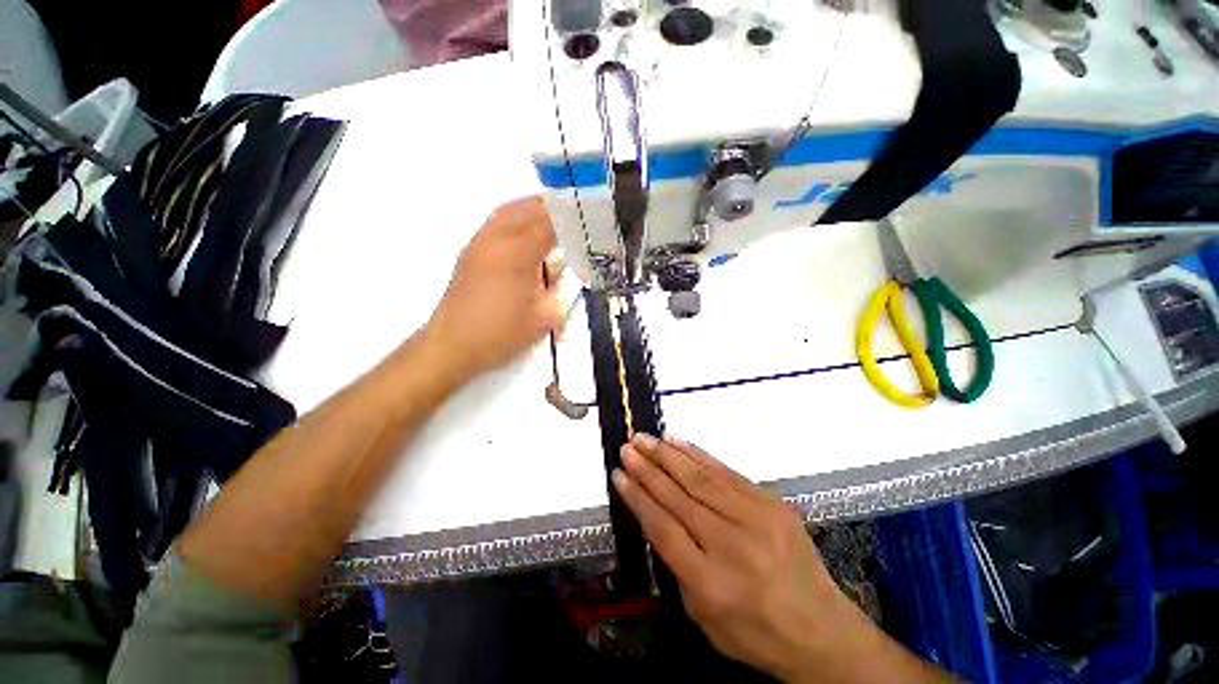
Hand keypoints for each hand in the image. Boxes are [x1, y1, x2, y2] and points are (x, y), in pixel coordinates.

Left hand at [424, 197, 563, 382]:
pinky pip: (497, 222)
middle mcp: (496, 239)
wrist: (453, 345)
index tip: (591, 216)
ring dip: (533, 209)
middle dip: (555, 207)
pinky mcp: (471, 252)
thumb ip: (559, 289)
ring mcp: (480, 243)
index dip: (573, 218)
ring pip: (509, 211)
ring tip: (554, 215)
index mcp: (517, 254)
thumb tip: (565, 267)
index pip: (551, 224)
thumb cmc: (502, 334)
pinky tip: (527, 231)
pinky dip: (516, 218)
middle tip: (576, 212)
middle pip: (529, 209)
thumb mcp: (543, 317)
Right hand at [613, 435, 941, 682]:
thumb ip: (677, 566)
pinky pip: (726, 472)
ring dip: (668, 455)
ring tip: (645, 439)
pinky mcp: (770, 503)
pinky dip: (698, 455)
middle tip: (628, 448)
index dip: (637, 497)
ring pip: (700, 478)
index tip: (619, 475)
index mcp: (710, 583)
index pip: (662, 527)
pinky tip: (679, 443)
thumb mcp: (703, 617)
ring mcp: (755, 519)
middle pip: (678, 497)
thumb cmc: (756, 633)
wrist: (821, 630)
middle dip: (648, 468)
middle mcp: (731, 545)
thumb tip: (658, 517)